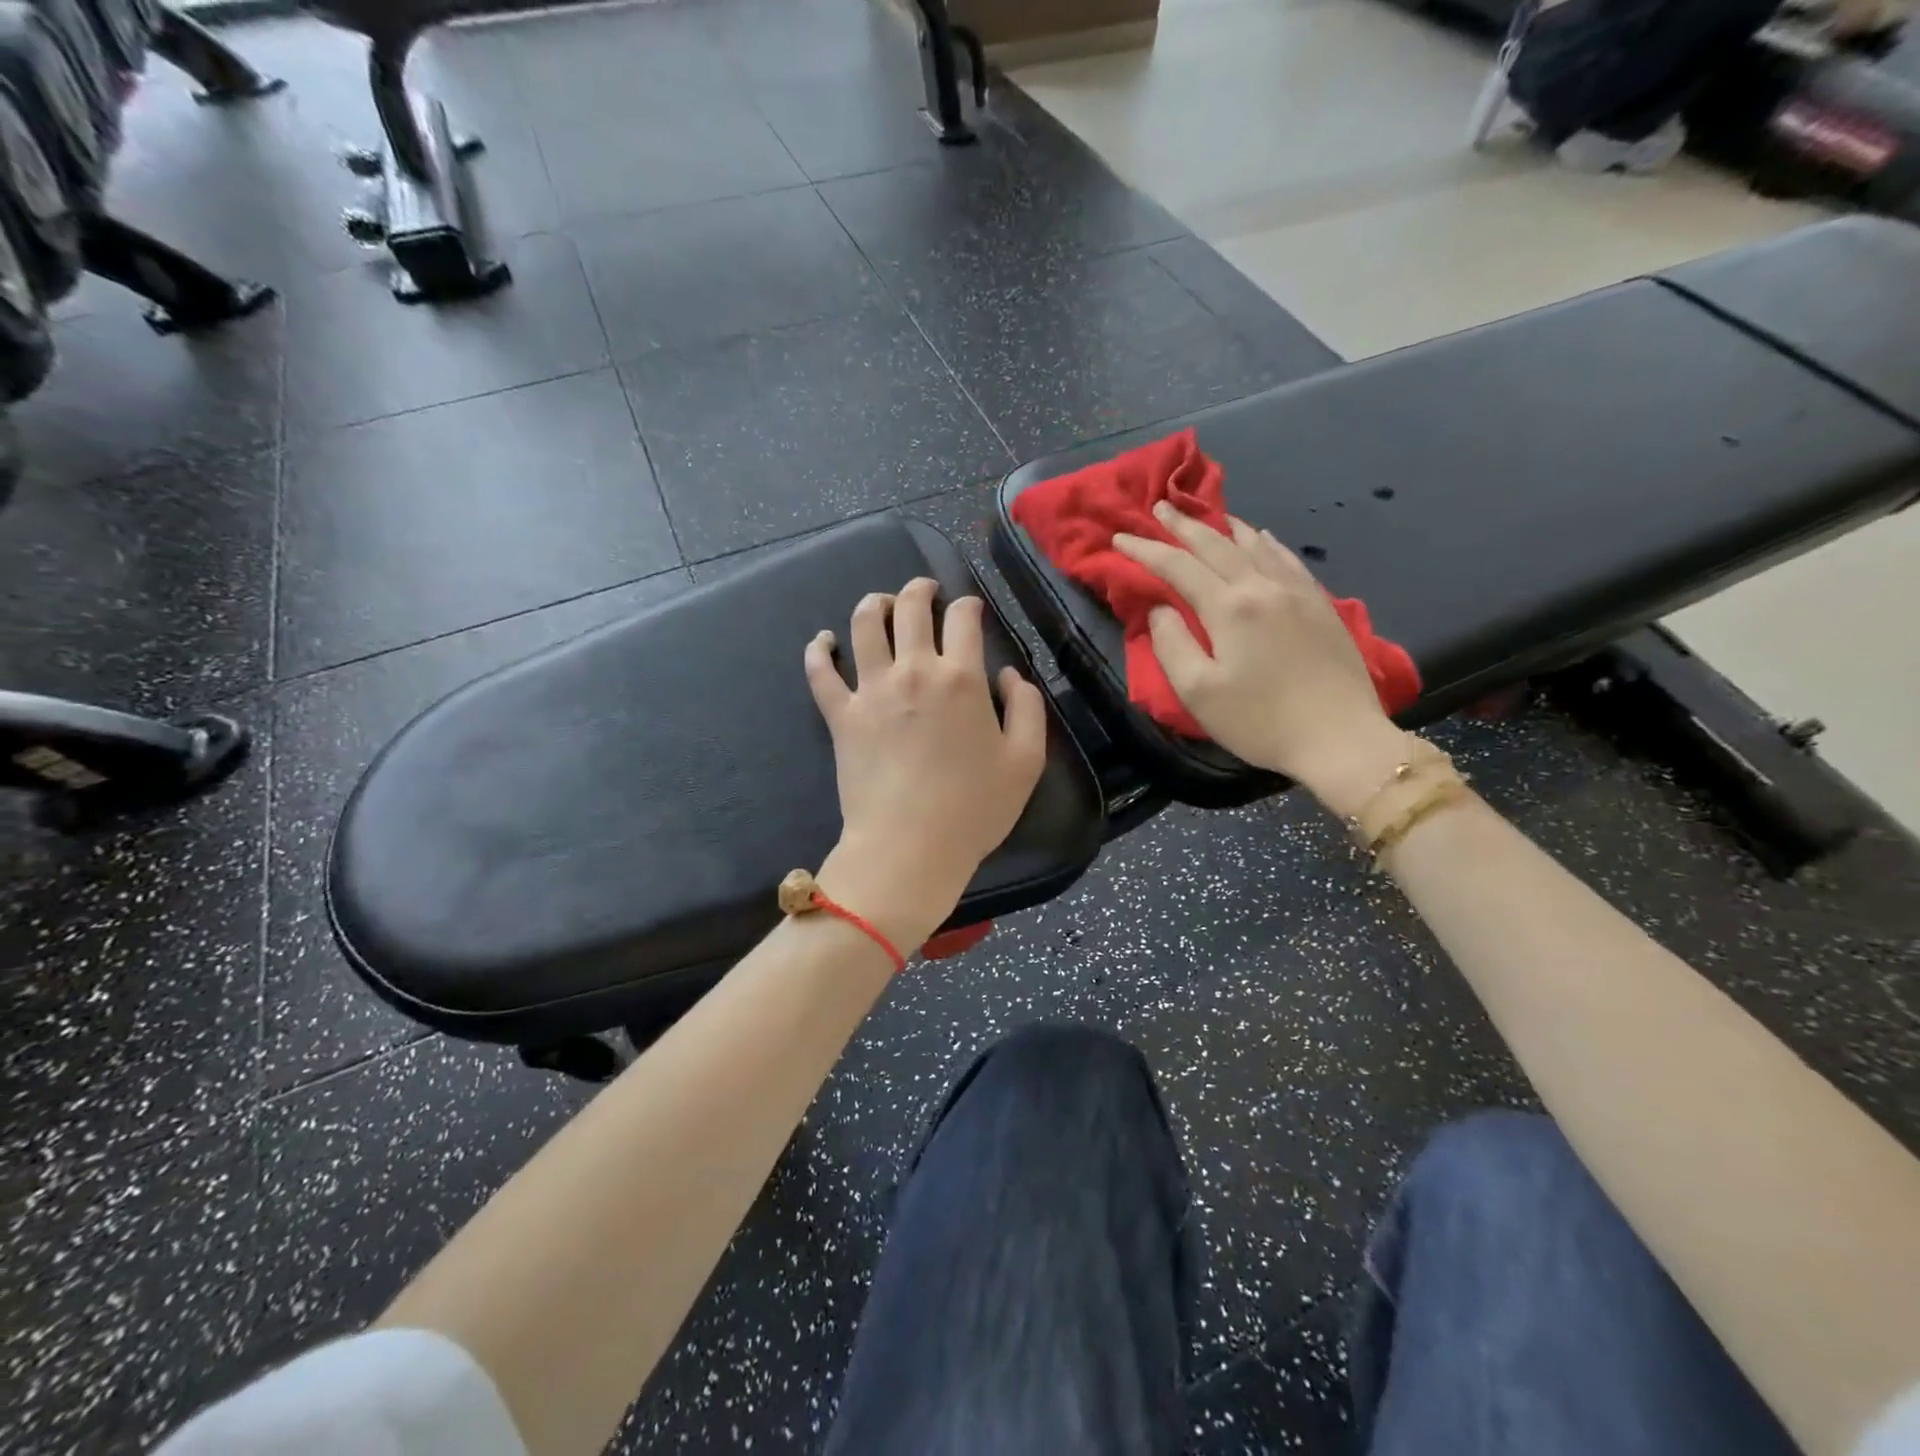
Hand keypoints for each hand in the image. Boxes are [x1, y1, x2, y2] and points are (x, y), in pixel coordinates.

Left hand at [804, 577, 1048, 948]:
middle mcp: (914, 670)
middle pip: (911, 608)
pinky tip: (824, 640)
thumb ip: (1026, 708)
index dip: (968, 605)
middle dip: (920, 589)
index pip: (963, 619)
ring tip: (881, 603)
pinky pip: (821, 672)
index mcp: (961, 678)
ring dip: (874, 604)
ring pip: (864, 625)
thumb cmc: (974, 809)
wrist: (910, 846)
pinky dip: (819, 650)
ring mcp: (871, 690)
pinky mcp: (841, 715)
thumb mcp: (1026, 761)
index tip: (970, 609)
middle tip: (925, 590)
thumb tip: (1009, 675)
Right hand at [1113, 503, 1405, 814]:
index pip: (1177, 566)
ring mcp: (1296, 592)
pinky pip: (1286, 558)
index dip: (1145, 549)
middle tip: (1160, 507)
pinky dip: (1265, 542)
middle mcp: (1262, 586)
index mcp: (1228, 607)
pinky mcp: (1320, 604)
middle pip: (1215, 545)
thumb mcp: (1198, 692)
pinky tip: (1261, 538)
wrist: (1339, 737)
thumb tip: (1160, 609)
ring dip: (1223, 527)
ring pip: (1254, 544)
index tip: (1120, 536)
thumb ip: (1171, 645)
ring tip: (1206, 515)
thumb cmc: (1259, 720)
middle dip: (1182, 525)